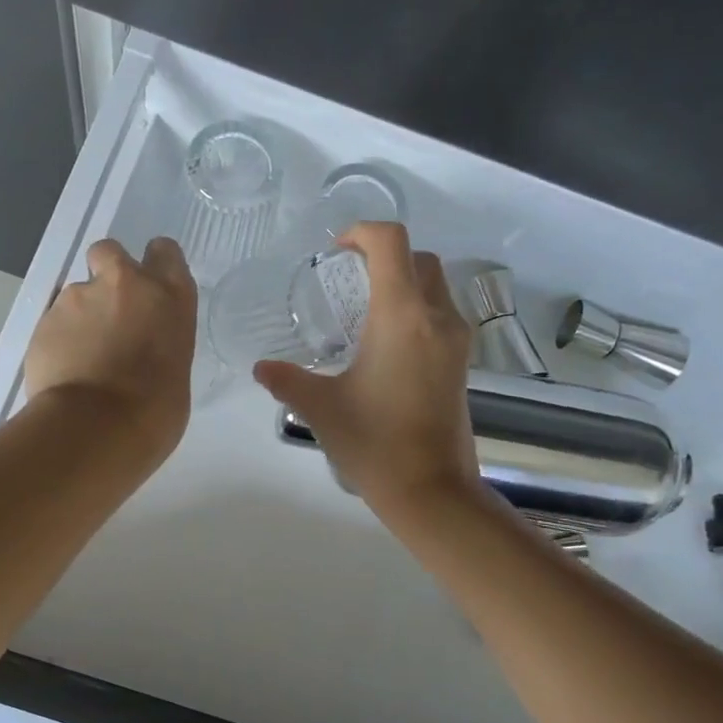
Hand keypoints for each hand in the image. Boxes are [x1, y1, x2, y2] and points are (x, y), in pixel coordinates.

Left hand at [25, 237, 196, 463]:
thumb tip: (141, 348)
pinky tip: (64, 370)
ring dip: (80, 315)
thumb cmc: (155, 410)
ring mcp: (79, 297)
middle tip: (109, 309)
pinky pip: (54, 322)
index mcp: (169, 296)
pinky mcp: (45, 318)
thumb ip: (158, 341)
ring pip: (77, 292)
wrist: (97, 427)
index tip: (149, 284)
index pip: (164, 251)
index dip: (154, 263)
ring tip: (82, 357)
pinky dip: (59, 339)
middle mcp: (125, 284)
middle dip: (106, 272)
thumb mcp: (176, 368)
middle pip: (110, 251)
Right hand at [253, 222, 479, 515]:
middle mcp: (436, 317)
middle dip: (384, 255)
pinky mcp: (462, 363)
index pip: (391, 242)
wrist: (432, 490)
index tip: (336, 252)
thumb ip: (288, 380)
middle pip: (419, 258)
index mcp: (402, 315)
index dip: (362, 232)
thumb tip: (261, 369)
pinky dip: (417, 308)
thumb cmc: (374, 442)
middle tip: (348, 277)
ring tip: (366, 309)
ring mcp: (456, 340)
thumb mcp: (322, 407)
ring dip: (404, 281)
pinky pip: (441, 314)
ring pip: (436, 285)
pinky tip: (387, 342)